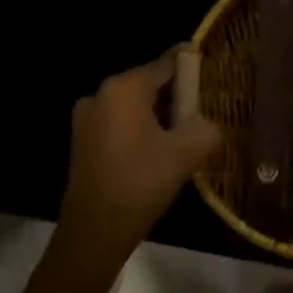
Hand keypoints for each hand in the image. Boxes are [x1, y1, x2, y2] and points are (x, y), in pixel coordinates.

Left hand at [55, 49, 221, 279]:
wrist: (94, 231)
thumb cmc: (141, 182)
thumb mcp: (185, 154)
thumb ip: (206, 129)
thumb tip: (209, 124)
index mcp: (124, 88)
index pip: (164, 64)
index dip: (189, 63)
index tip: (207, 61)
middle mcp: (101, 94)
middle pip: (147, 84)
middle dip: (175, 93)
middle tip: (203, 106)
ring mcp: (87, 119)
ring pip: (132, 106)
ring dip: (157, 114)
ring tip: (184, 131)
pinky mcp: (82, 142)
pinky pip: (118, 124)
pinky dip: (140, 129)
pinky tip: (158, 149)